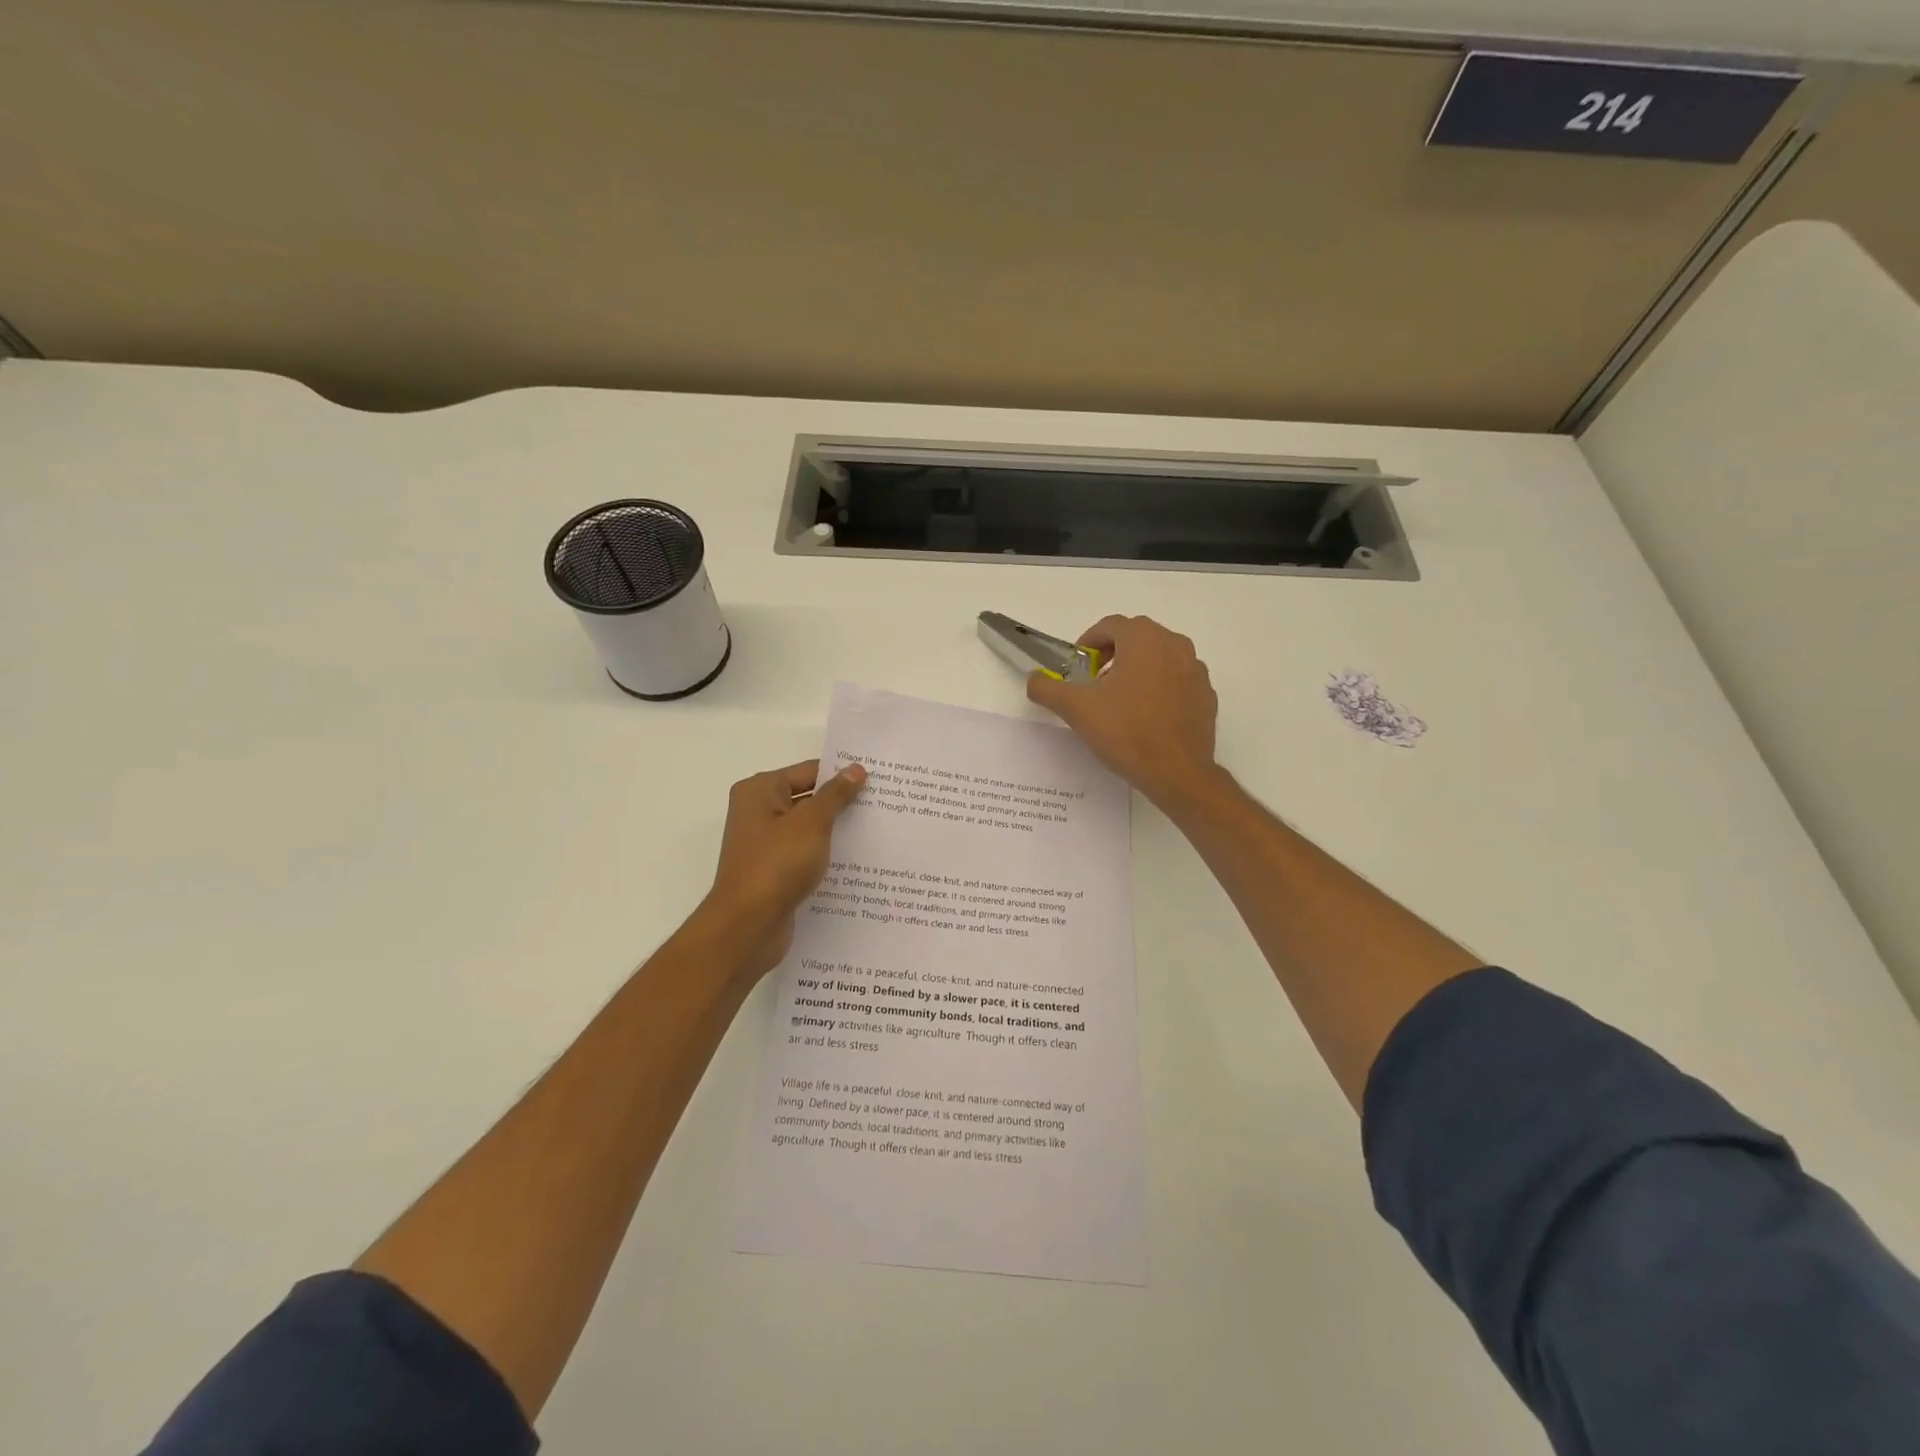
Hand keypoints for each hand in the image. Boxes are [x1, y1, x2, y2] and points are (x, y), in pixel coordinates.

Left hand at [698, 759, 866, 977]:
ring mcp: (764, 844)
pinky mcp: (773, 871)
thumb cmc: (777, 864)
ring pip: (809, 828)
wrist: (748, 926)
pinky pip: (805, 854)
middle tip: (884, 804)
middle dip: (842, 803)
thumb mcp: (812, 823)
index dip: (842, 775)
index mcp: (760, 791)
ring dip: (836, 831)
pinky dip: (825, 855)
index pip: (809, 771)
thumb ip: (835, 795)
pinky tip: (856, 862)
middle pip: (808, 798)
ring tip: (878, 831)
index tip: (878, 780)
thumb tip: (855, 769)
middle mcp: (758, 812)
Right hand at [1026, 615, 1218, 808]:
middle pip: (1137, 636)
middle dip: (1113, 653)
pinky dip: (1160, 686)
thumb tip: (1034, 679)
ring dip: (1137, 668)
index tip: (1078, 667)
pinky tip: (1147, 715)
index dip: (1088, 642)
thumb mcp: (1077, 709)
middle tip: (1095, 682)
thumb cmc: (1126, 732)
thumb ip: (1048, 688)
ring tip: (1120, 699)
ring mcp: (1195, 670)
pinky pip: (1177, 679)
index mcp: (1144, 639)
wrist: (1177, 772)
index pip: (1111, 625)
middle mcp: (1175, 645)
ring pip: (1160, 656)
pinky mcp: (1206, 694)